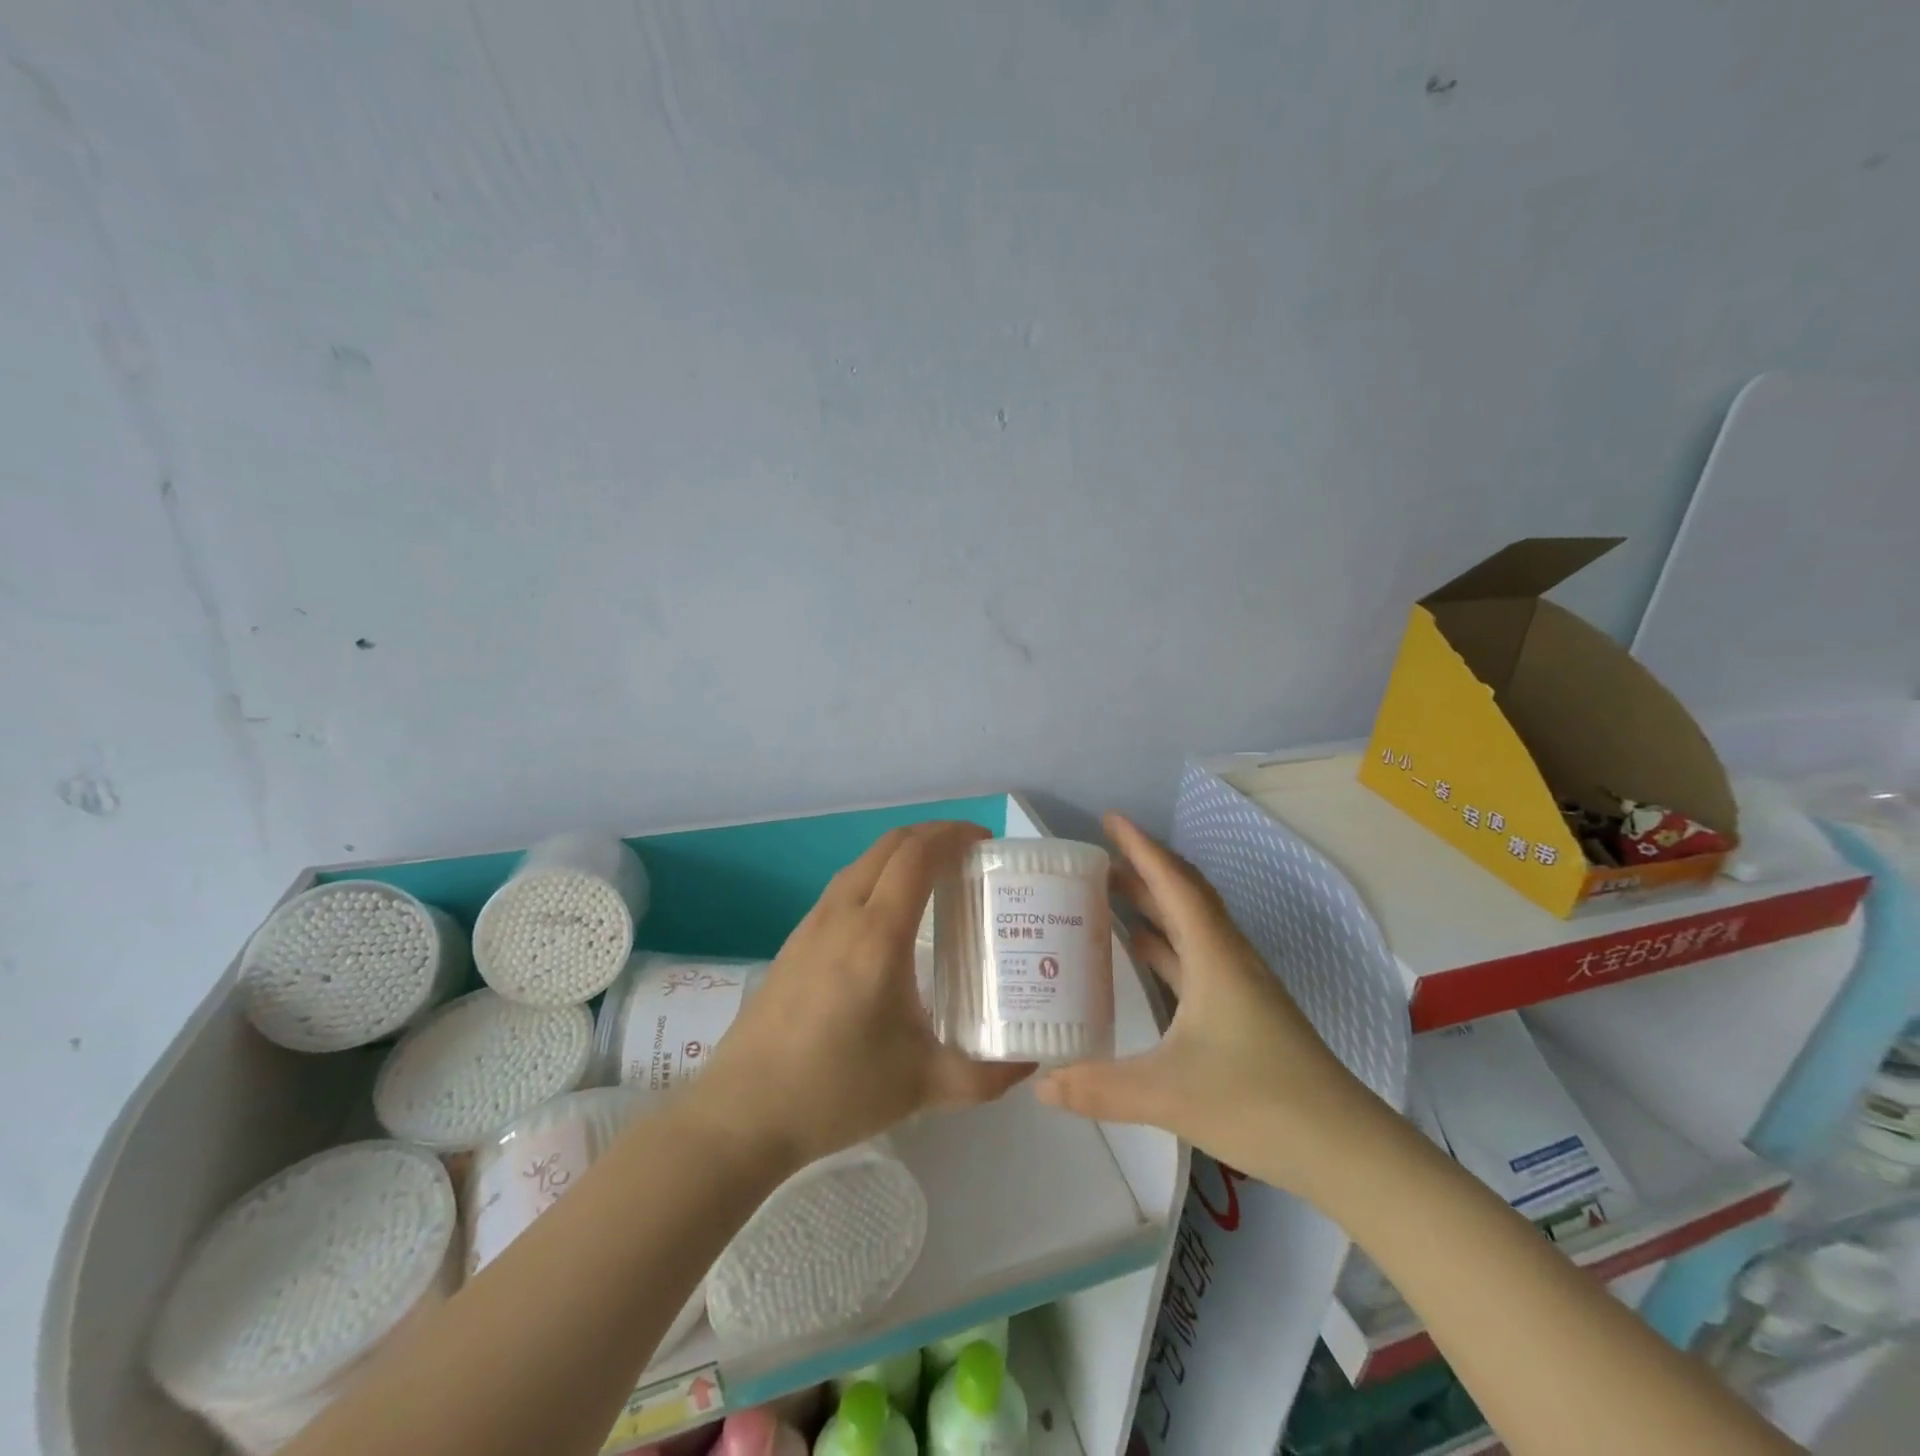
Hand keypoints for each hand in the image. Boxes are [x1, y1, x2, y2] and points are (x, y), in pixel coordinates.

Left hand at [696, 821, 1033, 1168]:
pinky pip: (844, 887)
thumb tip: (1028, 1062)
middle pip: (889, 846)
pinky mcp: (795, 942)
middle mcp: (842, 915)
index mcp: (876, 935)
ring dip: (901, 853)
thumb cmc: (835, 1091)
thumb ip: (984, 1075)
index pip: (916, 856)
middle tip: (968, 854)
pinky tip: (888, 917)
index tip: (984, 842)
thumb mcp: (921, 1084)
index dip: (952, 836)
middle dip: (932, 835)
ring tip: (935, 878)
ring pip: (862, 863)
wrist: (742, 1113)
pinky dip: (876, 876)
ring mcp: (812, 925)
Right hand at [1035, 814, 1376, 1192]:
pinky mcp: (1245, 1011)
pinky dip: (1166, 944)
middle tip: (1100, 857)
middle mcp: (1229, 958)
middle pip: (1184, 895)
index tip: (1110, 819)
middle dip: (1144, 869)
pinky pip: (1197, 956)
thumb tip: (1040, 1085)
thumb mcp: (1168, 1094)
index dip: (1141, 847)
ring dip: (1155, 904)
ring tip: (1112, 894)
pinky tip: (1143, 954)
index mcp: (1215, 956)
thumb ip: (1099, 1088)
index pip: (1174, 883)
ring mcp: (1241, 985)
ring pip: (1192, 926)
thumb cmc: (1259, 1103)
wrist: (1346, 1150)